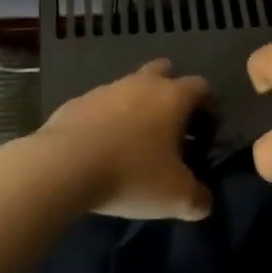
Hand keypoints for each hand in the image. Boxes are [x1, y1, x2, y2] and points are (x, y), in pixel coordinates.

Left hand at [31, 59, 213, 219]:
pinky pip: (99, 106)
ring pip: (128, 88)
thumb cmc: (131, 175)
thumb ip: (199, 199)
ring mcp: (105, 89)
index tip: (206, 132)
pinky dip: (105, 121)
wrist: (63, 166)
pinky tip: (100, 149)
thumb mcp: (176, 197)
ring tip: (132, 144)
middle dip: (170, 91)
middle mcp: (140, 83)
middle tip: (170, 126)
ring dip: (135, 107)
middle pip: (163, 71)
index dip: (208, 107)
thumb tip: (204, 201)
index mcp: (172, 97)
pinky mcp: (75, 102)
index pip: (201, 87)